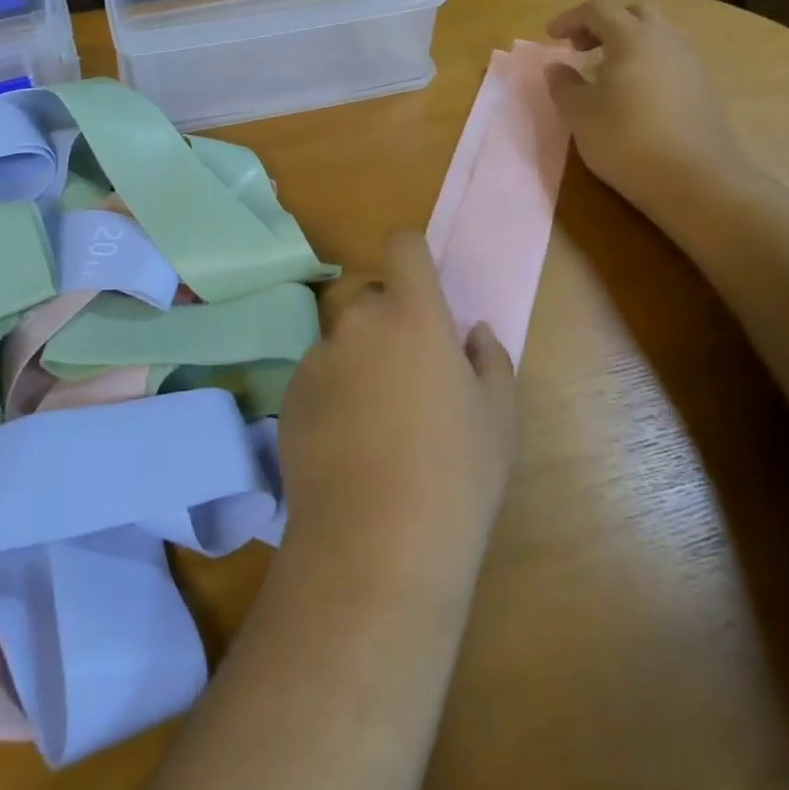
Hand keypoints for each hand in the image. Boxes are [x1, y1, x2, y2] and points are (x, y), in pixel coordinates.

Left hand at [279, 231, 517, 587]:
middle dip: (386, 316)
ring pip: (340, 339)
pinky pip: (316, 376)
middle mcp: (357, 322)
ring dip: (357, 357)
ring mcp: (316, 359)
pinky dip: (331, 392)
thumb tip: (470, 334)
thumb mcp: (499, 416)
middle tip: (408, 370)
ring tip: (376, 420)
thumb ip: (489, 359)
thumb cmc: (456, 474)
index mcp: (412, 315)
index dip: (413, 257)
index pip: (402, 246)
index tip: (423, 288)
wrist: (376, 543)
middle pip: (367, 294)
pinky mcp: (289, 396)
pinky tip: (347, 445)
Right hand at [544, 0, 752, 216]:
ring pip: (657, 34)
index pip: (598, 9)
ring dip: (628, 42)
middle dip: (604, 23)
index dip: (570, 18)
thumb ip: (564, 85)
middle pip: (634, 12)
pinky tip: (634, 94)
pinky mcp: (703, 87)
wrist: (695, 180)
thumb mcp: (580, 114)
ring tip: (606, 72)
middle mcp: (666, 40)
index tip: (551, 37)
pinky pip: (670, 58)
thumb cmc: (626, 140)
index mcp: (632, 38)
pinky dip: (647, 62)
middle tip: (581, 48)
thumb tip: (556, 67)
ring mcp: (690, 62)